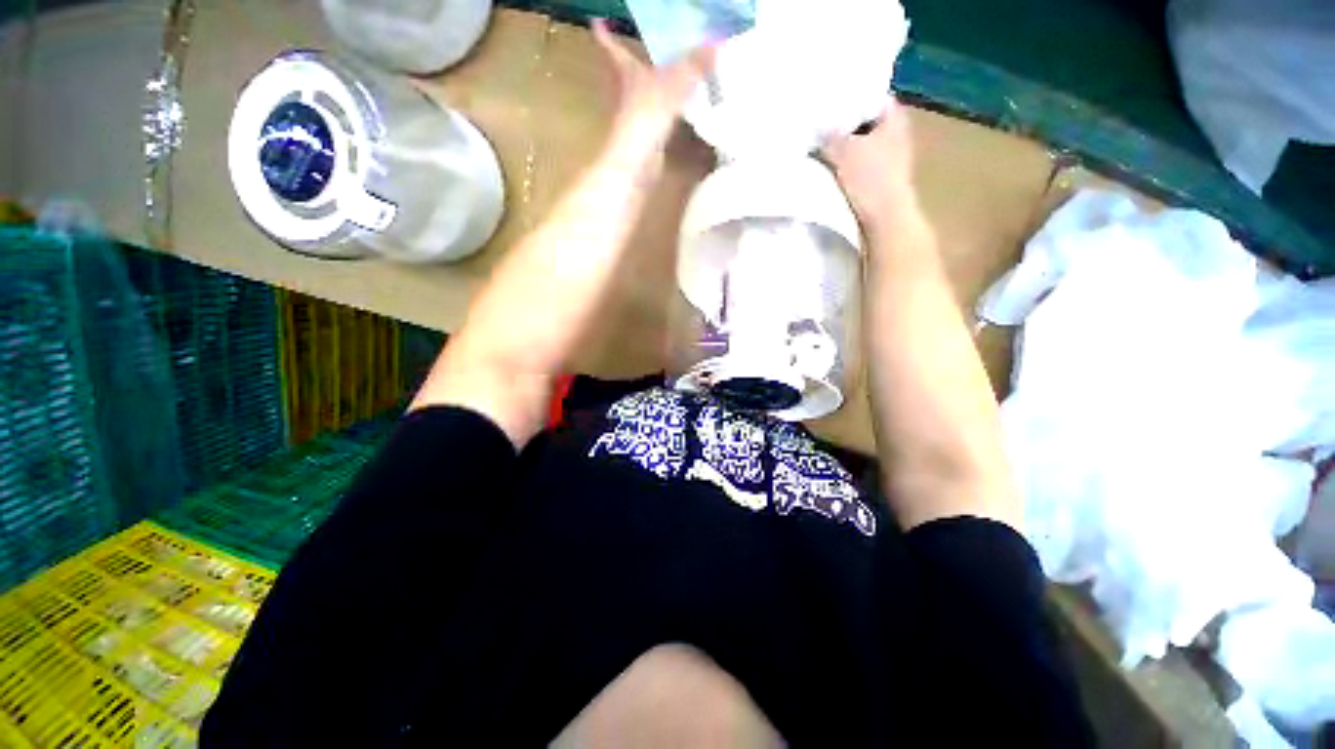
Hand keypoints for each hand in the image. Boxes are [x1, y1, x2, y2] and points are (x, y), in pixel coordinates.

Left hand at [592, 19, 714, 163]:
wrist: (636, 163)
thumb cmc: (646, 117)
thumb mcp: (673, 84)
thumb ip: (694, 65)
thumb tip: (717, 42)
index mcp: (627, 73)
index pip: (614, 48)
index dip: (606, 35)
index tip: (597, 21)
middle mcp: (628, 93)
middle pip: (628, 72)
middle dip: (634, 60)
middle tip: (644, 47)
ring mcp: (637, 117)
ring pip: (645, 94)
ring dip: (654, 85)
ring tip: (669, 73)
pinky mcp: (647, 138)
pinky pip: (659, 116)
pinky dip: (668, 110)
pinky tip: (680, 109)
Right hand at [822, 100, 918, 234]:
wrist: (884, 218)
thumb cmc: (869, 178)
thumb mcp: (842, 150)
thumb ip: (828, 135)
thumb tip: (815, 125)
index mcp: (894, 117)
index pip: (871, 97)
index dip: (850, 98)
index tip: (828, 104)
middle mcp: (897, 133)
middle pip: (865, 122)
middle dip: (844, 125)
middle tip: (819, 127)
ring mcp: (891, 158)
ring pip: (862, 145)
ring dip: (844, 147)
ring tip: (821, 148)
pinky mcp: (882, 179)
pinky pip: (861, 164)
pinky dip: (847, 164)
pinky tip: (831, 168)